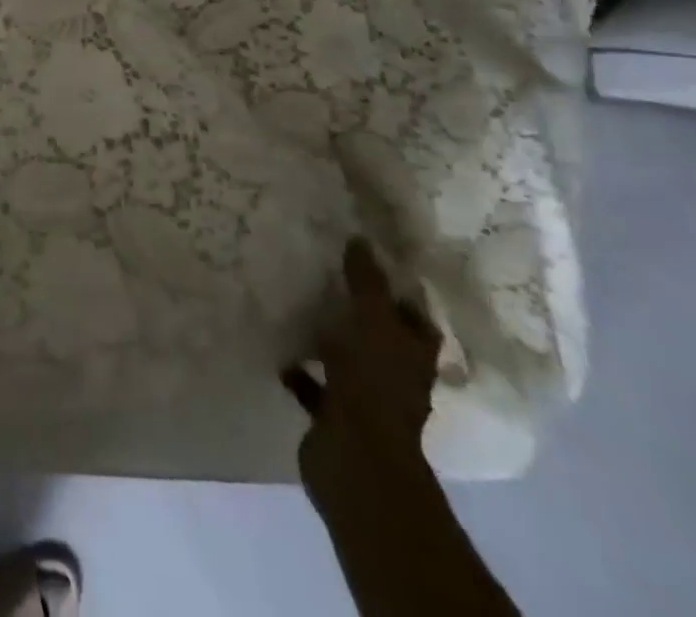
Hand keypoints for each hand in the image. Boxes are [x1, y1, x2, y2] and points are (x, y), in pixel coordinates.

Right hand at [283, 239, 439, 492]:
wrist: (354, 457)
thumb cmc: (373, 382)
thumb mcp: (372, 319)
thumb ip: (366, 280)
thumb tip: (360, 238)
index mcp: (414, 355)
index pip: (416, 320)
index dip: (400, 295)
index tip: (371, 264)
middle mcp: (396, 377)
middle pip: (381, 340)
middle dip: (359, 315)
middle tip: (328, 278)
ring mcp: (366, 400)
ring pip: (348, 361)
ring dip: (328, 341)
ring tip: (298, 307)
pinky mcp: (334, 416)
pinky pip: (315, 385)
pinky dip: (300, 370)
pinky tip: (279, 348)